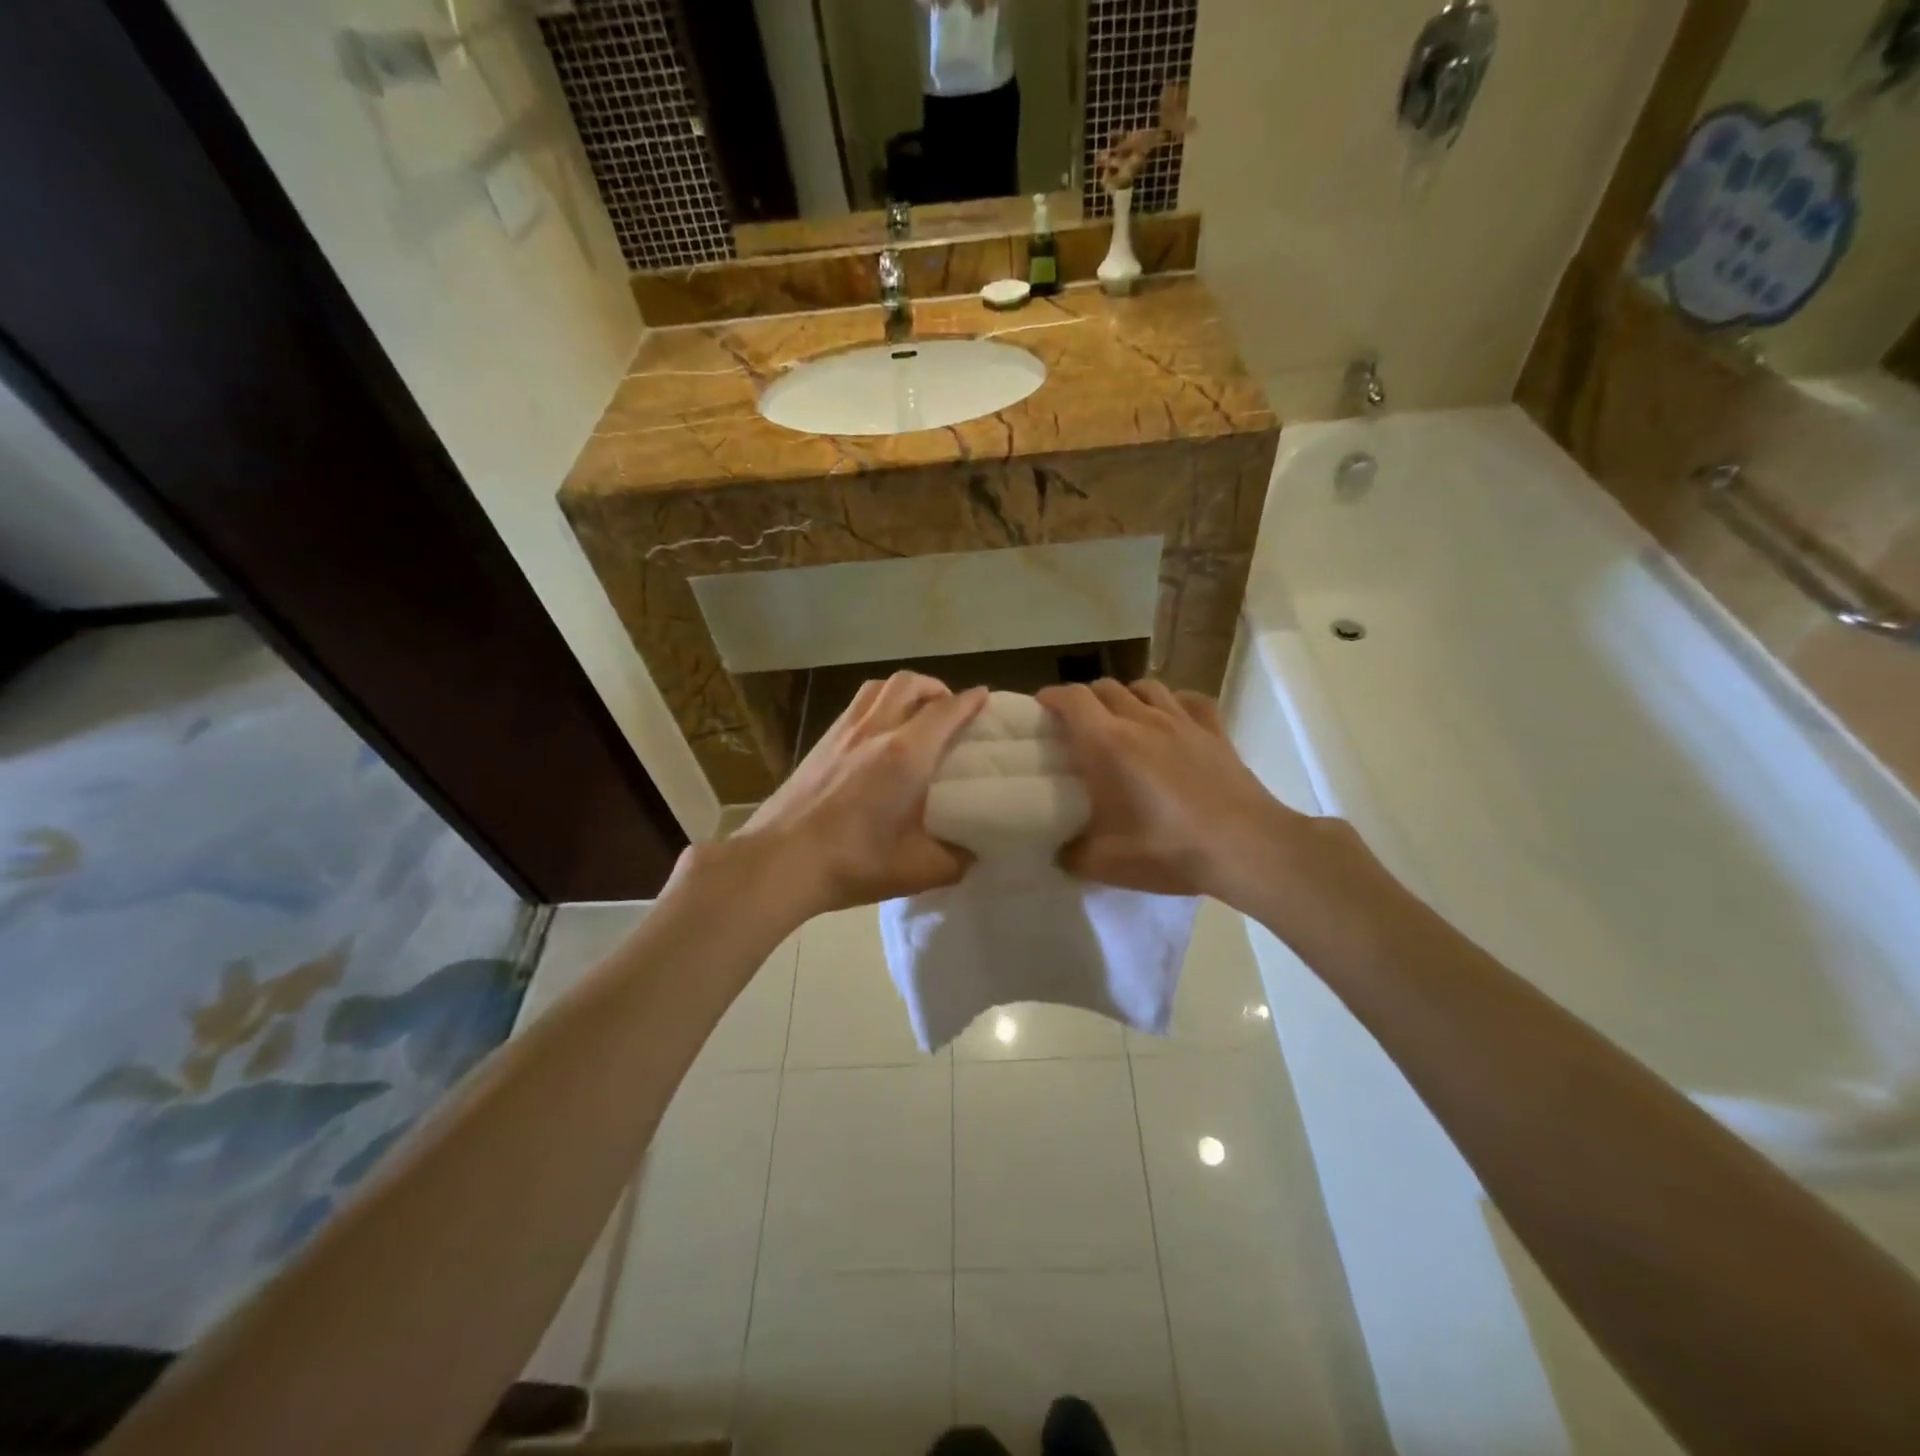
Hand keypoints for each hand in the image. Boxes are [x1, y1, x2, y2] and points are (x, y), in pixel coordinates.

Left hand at [729, 672, 987, 918]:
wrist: (780, 861)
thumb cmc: (853, 863)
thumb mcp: (917, 870)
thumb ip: (955, 860)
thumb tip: (971, 854)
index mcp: (906, 755)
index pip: (947, 711)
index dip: (971, 701)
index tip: (985, 698)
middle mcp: (876, 730)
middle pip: (910, 684)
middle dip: (936, 688)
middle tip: (949, 711)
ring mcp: (843, 732)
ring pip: (879, 687)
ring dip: (905, 691)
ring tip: (914, 714)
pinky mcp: (820, 742)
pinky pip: (856, 705)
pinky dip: (877, 704)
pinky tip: (877, 735)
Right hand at [1035, 679, 1321, 907]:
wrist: (1247, 848)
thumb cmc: (1170, 850)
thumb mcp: (1106, 863)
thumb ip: (1072, 855)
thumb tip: (1058, 852)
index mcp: (1109, 743)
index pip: (1073, 699)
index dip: (1052, 697)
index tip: (1040, 707)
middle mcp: (1143, 720)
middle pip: (1106, 687)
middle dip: (1085, 698)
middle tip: (1078, 723)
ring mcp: (1183, 721)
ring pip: (1147, 686)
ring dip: (1127, 696)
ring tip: (1122, 718)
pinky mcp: (1215, 731)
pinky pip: (1191, 700)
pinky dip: (1174, 702)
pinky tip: (1172, 719)